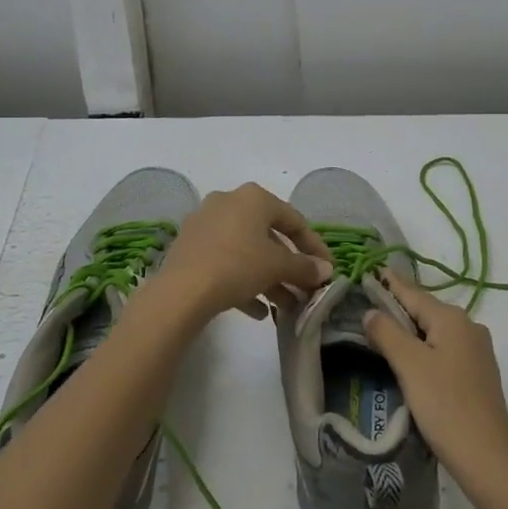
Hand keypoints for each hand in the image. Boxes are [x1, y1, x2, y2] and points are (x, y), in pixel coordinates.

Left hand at [154, 183, 332, 320]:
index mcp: (253, 197)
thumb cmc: (237, 266)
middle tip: (304, 289)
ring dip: (269, 278)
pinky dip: (244, 281)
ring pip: (247, 251)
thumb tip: (326, 270)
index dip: (314, 247)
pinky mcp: (189, 248)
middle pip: (269, 236)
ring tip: (285, 306)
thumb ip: (304, 267)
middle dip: (289, 266)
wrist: (181, 292)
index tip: (326, 269)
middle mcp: (228, 202)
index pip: (294, 220)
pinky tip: (257, 310)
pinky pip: (225, 261)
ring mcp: (205, 224)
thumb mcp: (278, 266)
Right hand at [365, 271, 507, 485]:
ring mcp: (477, 351)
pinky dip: (425, 350)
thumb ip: (387, 333)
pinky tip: (410, 362)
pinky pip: (445, 350)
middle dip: (398, 309)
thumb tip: (371, 311)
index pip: (413, 293)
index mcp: (453, 318)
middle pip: (425, 311)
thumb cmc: (445, 405)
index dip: (390, 284)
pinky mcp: (478, 374)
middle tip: (367, 307)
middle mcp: (469, 327)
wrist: (487, 458)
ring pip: (436, 332)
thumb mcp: (409, 365)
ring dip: (410, 332)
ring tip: (382, 334)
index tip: (370, 271)